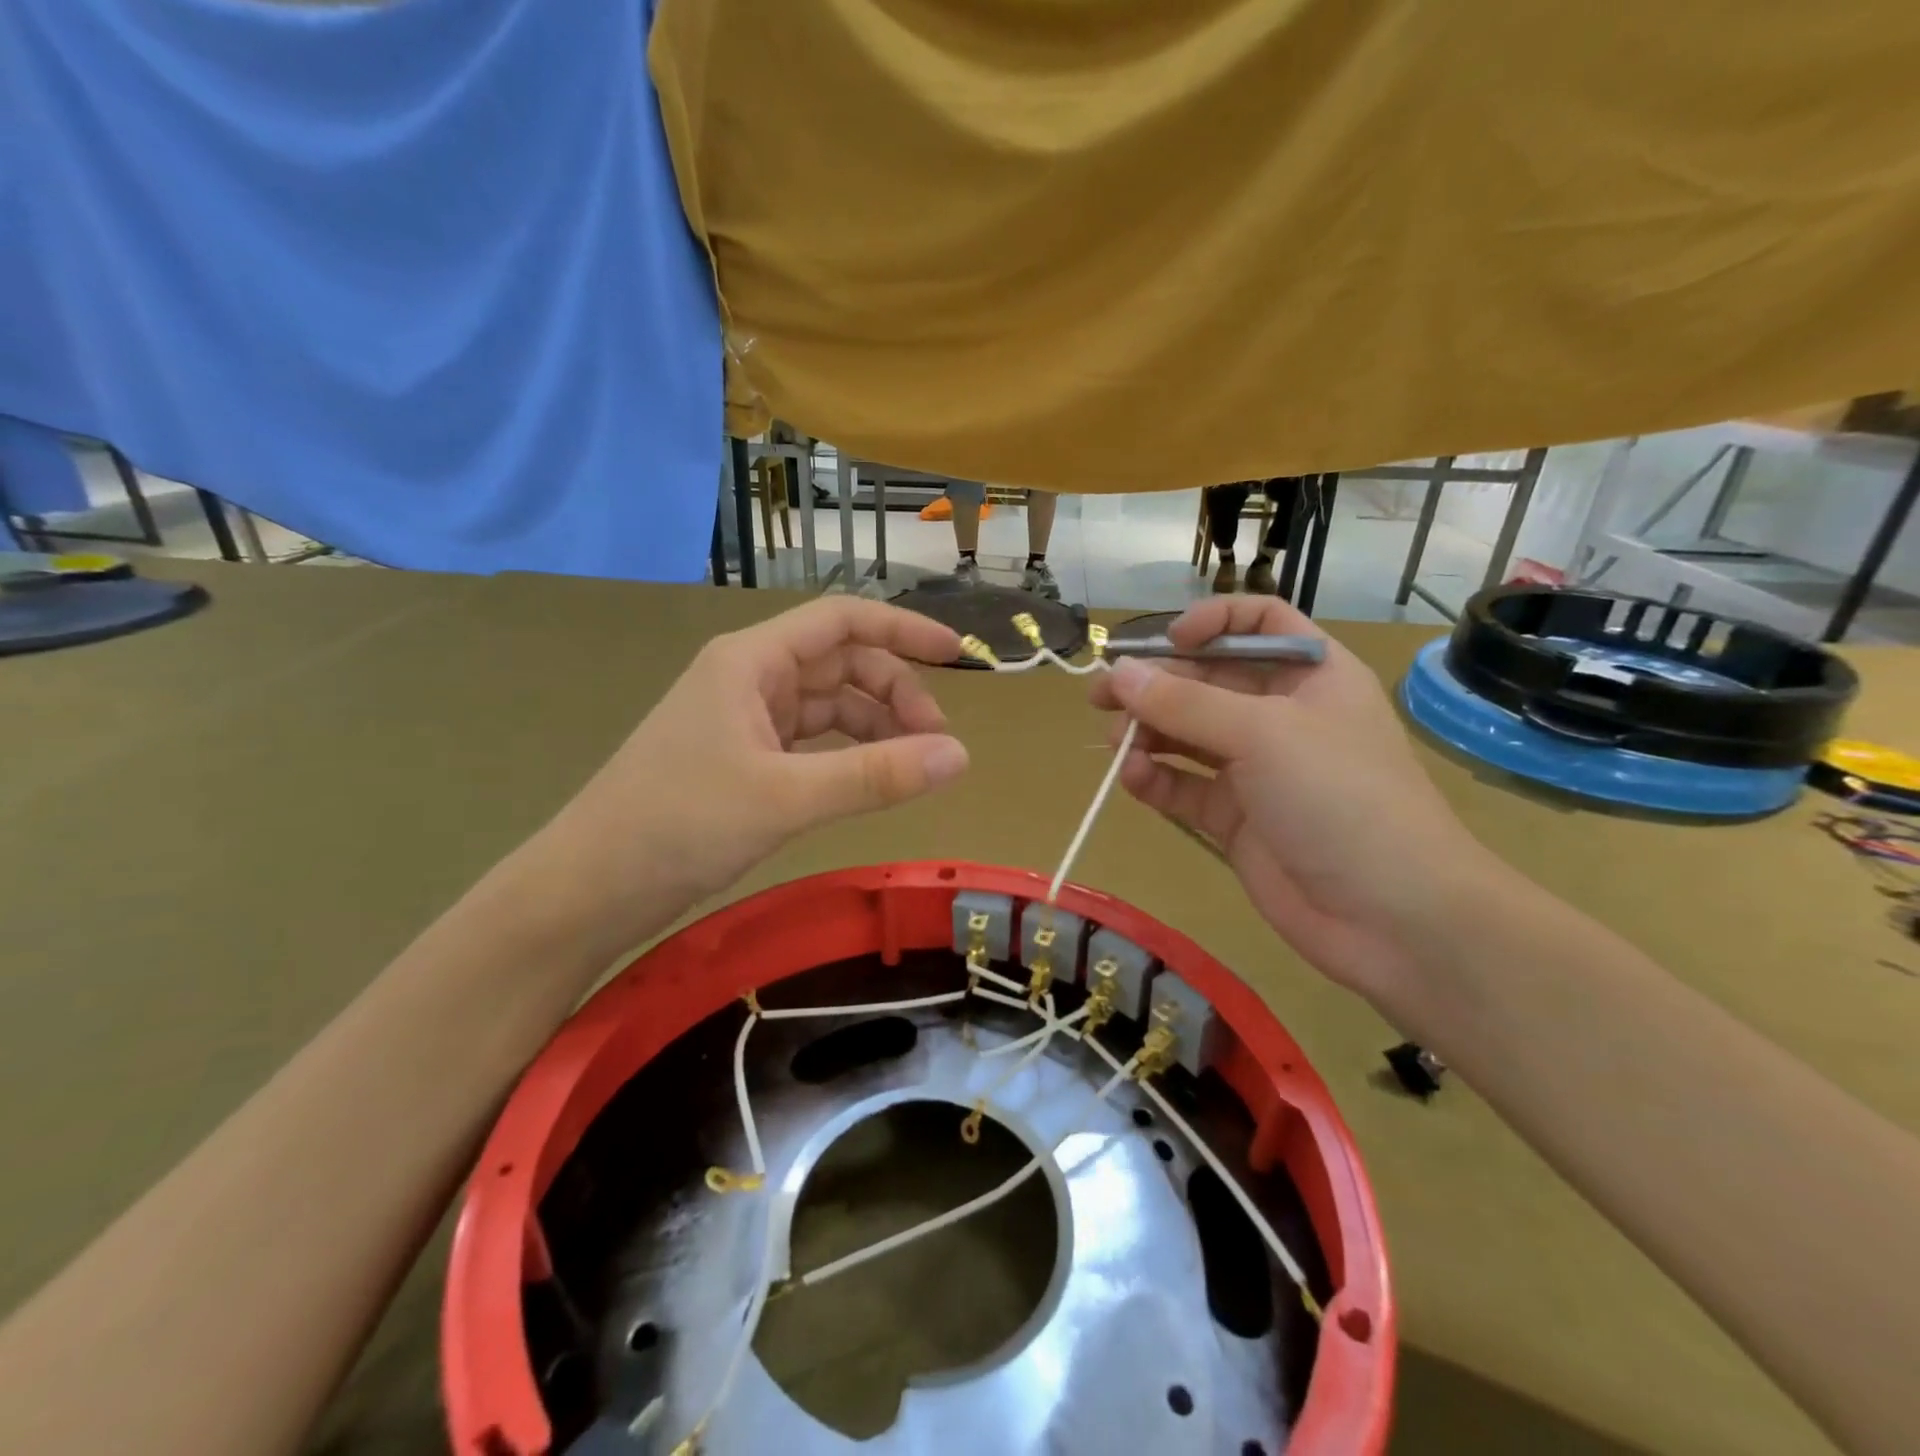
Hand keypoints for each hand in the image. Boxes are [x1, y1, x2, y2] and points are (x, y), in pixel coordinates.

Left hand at [533, 597, 968, 947]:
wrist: (591, 886)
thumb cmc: (679, 824)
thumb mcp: (787, 797)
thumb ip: (876, 776)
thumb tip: (960, 757)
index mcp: (752, 660)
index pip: (842, 620)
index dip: (903, 630)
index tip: (956, 654)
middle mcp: (750, 678)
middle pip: (842, 665)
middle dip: (895, 694)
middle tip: (937, 744)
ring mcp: (745, 719)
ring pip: (829, 707)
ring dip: (876, 728)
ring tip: (915, 768)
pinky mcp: (743, 759)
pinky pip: (811, 743)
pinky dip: (848, 756)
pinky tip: (872, 780)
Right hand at [1091, 596, 1499, 1012]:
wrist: (1392, 916)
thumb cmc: (1340, 796)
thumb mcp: (1263, 734)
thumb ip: (1185, 703)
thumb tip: (1118, 673)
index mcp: (1310, 675)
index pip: (1259, 624)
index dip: (1212, 623)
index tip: (1168, 642)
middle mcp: (1281, 715)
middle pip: (1207, 681)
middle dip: (1155, 685)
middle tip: (1100, 697)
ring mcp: (1256, 770)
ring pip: (1187, 735)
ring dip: (1147, 733)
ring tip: (1115, 744)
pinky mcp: (1234, 818)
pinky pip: (1184, 786)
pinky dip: (1155, 779)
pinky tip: (1133, 779)